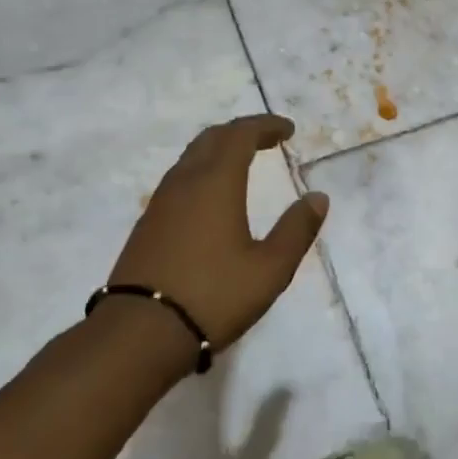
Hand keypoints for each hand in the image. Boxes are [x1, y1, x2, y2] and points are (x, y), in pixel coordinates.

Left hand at [109, 114, 329, 352]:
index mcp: (216, 183)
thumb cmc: (213, 295)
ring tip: (243, 162)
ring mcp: (161, 203)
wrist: (139, 333)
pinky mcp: (147, 225)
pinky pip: (179, 180)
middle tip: (267, 139)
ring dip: (219, 150)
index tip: (288, 129)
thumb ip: (297, 230)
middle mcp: (185, 182)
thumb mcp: (270, 269)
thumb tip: (318, 198)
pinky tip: (212, 196)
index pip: (240, 135)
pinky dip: (202, 171)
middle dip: (241, 132)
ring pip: (191, 158)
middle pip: (211, 138)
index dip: (265, 126)